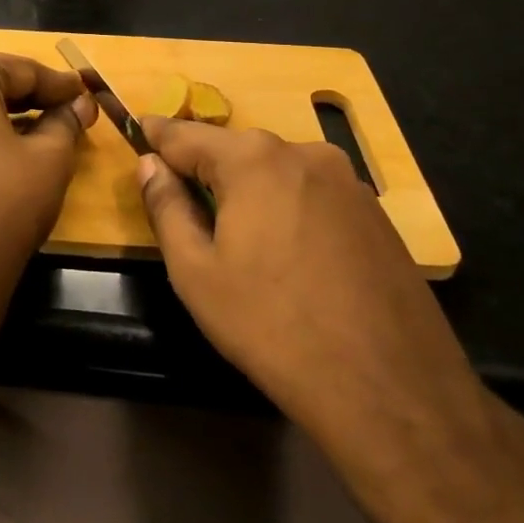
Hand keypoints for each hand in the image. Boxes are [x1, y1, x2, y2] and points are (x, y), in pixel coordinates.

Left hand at [0, 49, 95, 358]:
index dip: (59, 84)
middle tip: (64, 107)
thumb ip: (65, 120)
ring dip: (1, 108)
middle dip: (27, 91)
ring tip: (41, 125)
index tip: (88, 93)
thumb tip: (79, 103)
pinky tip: (4, 143)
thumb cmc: (1, 207)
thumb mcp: (49, 159)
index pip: (19, 68)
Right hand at [135, 118, 497, 479]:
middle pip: (235, 150)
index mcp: (253, 160)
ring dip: (248, 190)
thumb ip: (166, 207)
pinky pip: (312, 194)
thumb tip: (150, 165)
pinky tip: (287, 255)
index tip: (136, 132)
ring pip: (276, 172)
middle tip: (180, 200)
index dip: (155, 137)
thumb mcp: (196, 272)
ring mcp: (348, 181)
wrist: (388, 390)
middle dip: (204, 168)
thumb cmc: (272, 327)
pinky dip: (287, 208)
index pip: (186, 135)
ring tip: (235, 237)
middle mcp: (304, 153)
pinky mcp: (375, 213)